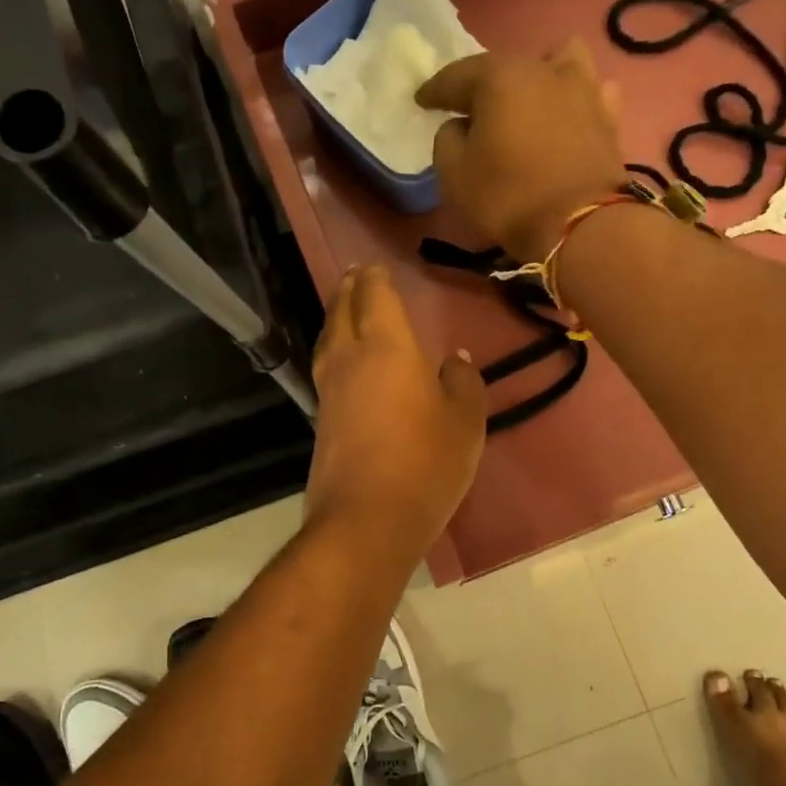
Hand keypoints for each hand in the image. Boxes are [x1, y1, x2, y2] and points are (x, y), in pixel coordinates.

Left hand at [305, 265, 485, 559]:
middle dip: (349, 289)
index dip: (375, 276)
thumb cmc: (425, 463)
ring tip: (345, 310)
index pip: (374, 295)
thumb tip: (453, 360)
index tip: (376, 265)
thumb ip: (462, 383)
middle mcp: (348, 358)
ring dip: (336, 317)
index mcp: (385, 346)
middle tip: (356, 276)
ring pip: (327, 338)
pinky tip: (345, 362)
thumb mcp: (465, 422)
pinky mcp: (320, 419)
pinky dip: (334, 351)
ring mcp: (328, 390)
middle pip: (342, 310)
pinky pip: (325, 367)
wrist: (366, 520)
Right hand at [417, 37, 626, 258]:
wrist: (581, 226)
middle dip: (483, 85)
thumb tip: (460, 126)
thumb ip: (447, 140)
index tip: (421, 101)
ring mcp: (583, 89)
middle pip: (505, 67)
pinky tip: (568, 114)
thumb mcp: (455, 175)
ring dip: (540, 74)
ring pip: (559, 61)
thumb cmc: (508, 197)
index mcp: (500, 77)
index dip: (434, 90)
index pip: (456, 76)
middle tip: (471, 111)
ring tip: (529, 100)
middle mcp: (543, 69)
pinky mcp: (609, 116)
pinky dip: (574, 99)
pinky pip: (591, 92)